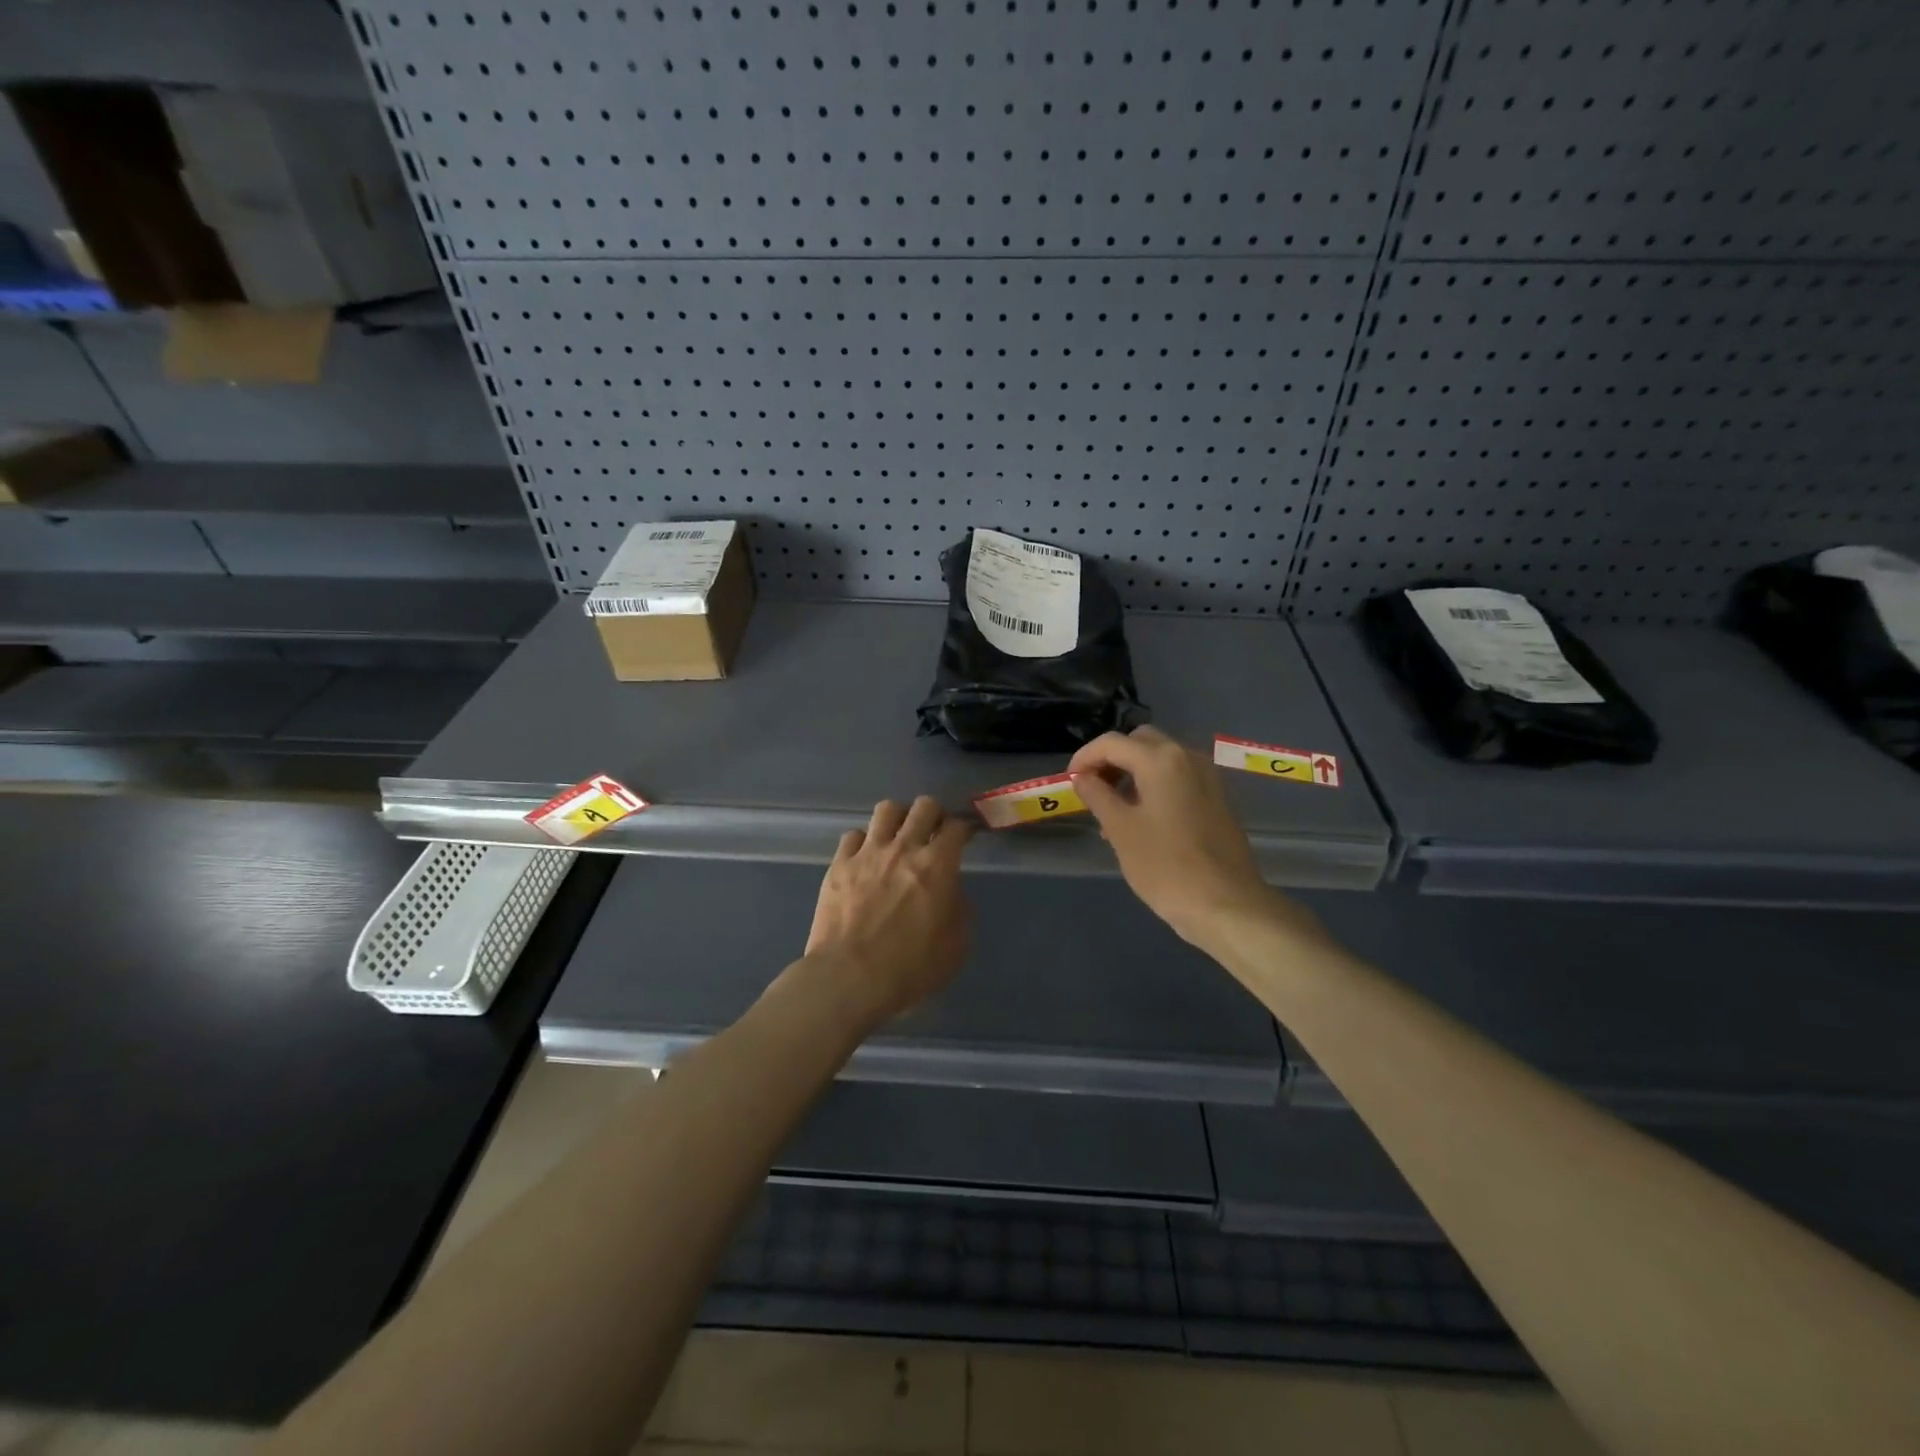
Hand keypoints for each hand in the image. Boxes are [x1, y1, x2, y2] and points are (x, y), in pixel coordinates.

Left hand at [798, 796, 973, 1029]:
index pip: (957, 826)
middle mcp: (904, 848)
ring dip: (898, 818)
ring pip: (886, 809)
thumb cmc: (910, 969)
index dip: (965, 827)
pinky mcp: (839, 864)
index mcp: (938, 865)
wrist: (849, 979)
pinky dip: (863, 842)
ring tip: (899, 835)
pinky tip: (865, 857)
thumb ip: (960, 910)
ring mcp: (868, 853)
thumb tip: (951, 891)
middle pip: (924, 806)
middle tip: (934, 831)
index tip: (966, 835)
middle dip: (934, 814)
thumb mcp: (956, 947)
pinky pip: (853, 835)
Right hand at [1068, 725, 1283, 946]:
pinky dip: (1153, 786)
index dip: (1084, 757)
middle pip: (1139, 742)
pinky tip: (1141, 821)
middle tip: (1092, 789)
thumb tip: (1082, 777)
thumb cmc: (1166, 866)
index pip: (1112, 742)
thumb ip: (1097, 795)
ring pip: (1160, 759)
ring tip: (1111, 811)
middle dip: (1111, 759)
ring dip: (1131, 773)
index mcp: (1160, 760)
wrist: (1227, 905)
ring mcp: (1206, 777)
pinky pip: (1177, 778)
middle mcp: (1187, 757)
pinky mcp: (1216, 798)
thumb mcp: (1120, 830)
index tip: (1069, 781)